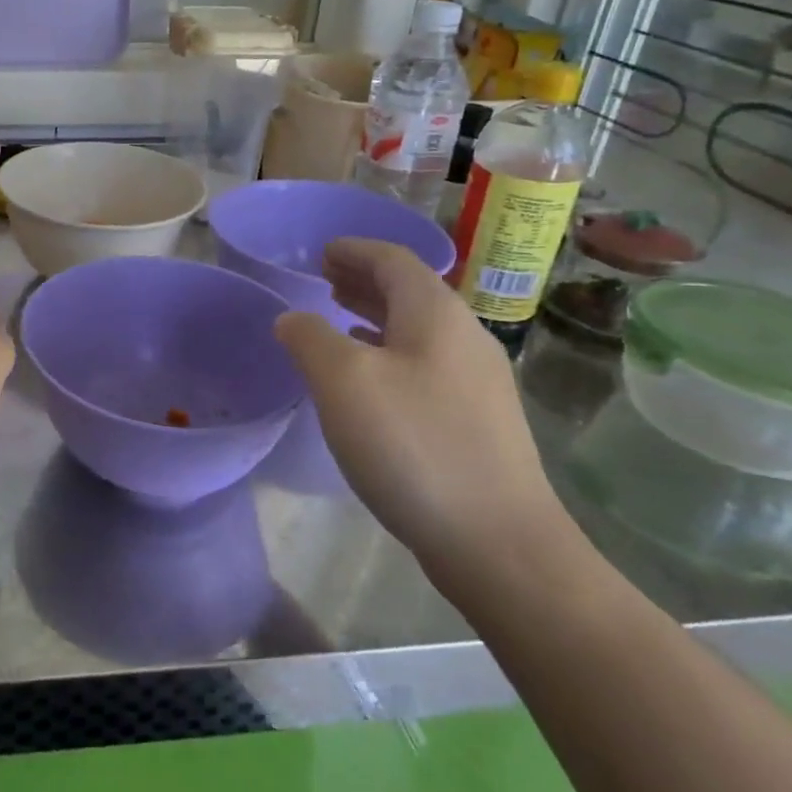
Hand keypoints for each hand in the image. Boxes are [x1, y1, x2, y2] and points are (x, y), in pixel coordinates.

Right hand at [274, 238, 570, 582]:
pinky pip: (424, 362)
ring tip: (337, 318)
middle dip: (363, 279)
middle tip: (323, 279)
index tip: (321, 252)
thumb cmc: (414, 445)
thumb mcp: (343, 381)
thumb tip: (293, 318)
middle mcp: (464, 337)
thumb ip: (309, 337)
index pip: (393, 259)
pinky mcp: (476, 420)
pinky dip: (389, 351)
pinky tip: (369, 378)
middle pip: (409, 290)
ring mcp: (476, 381)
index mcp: (435, 314)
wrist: (498, 542)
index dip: (354, 250)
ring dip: (374, 314)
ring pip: (417, 329)